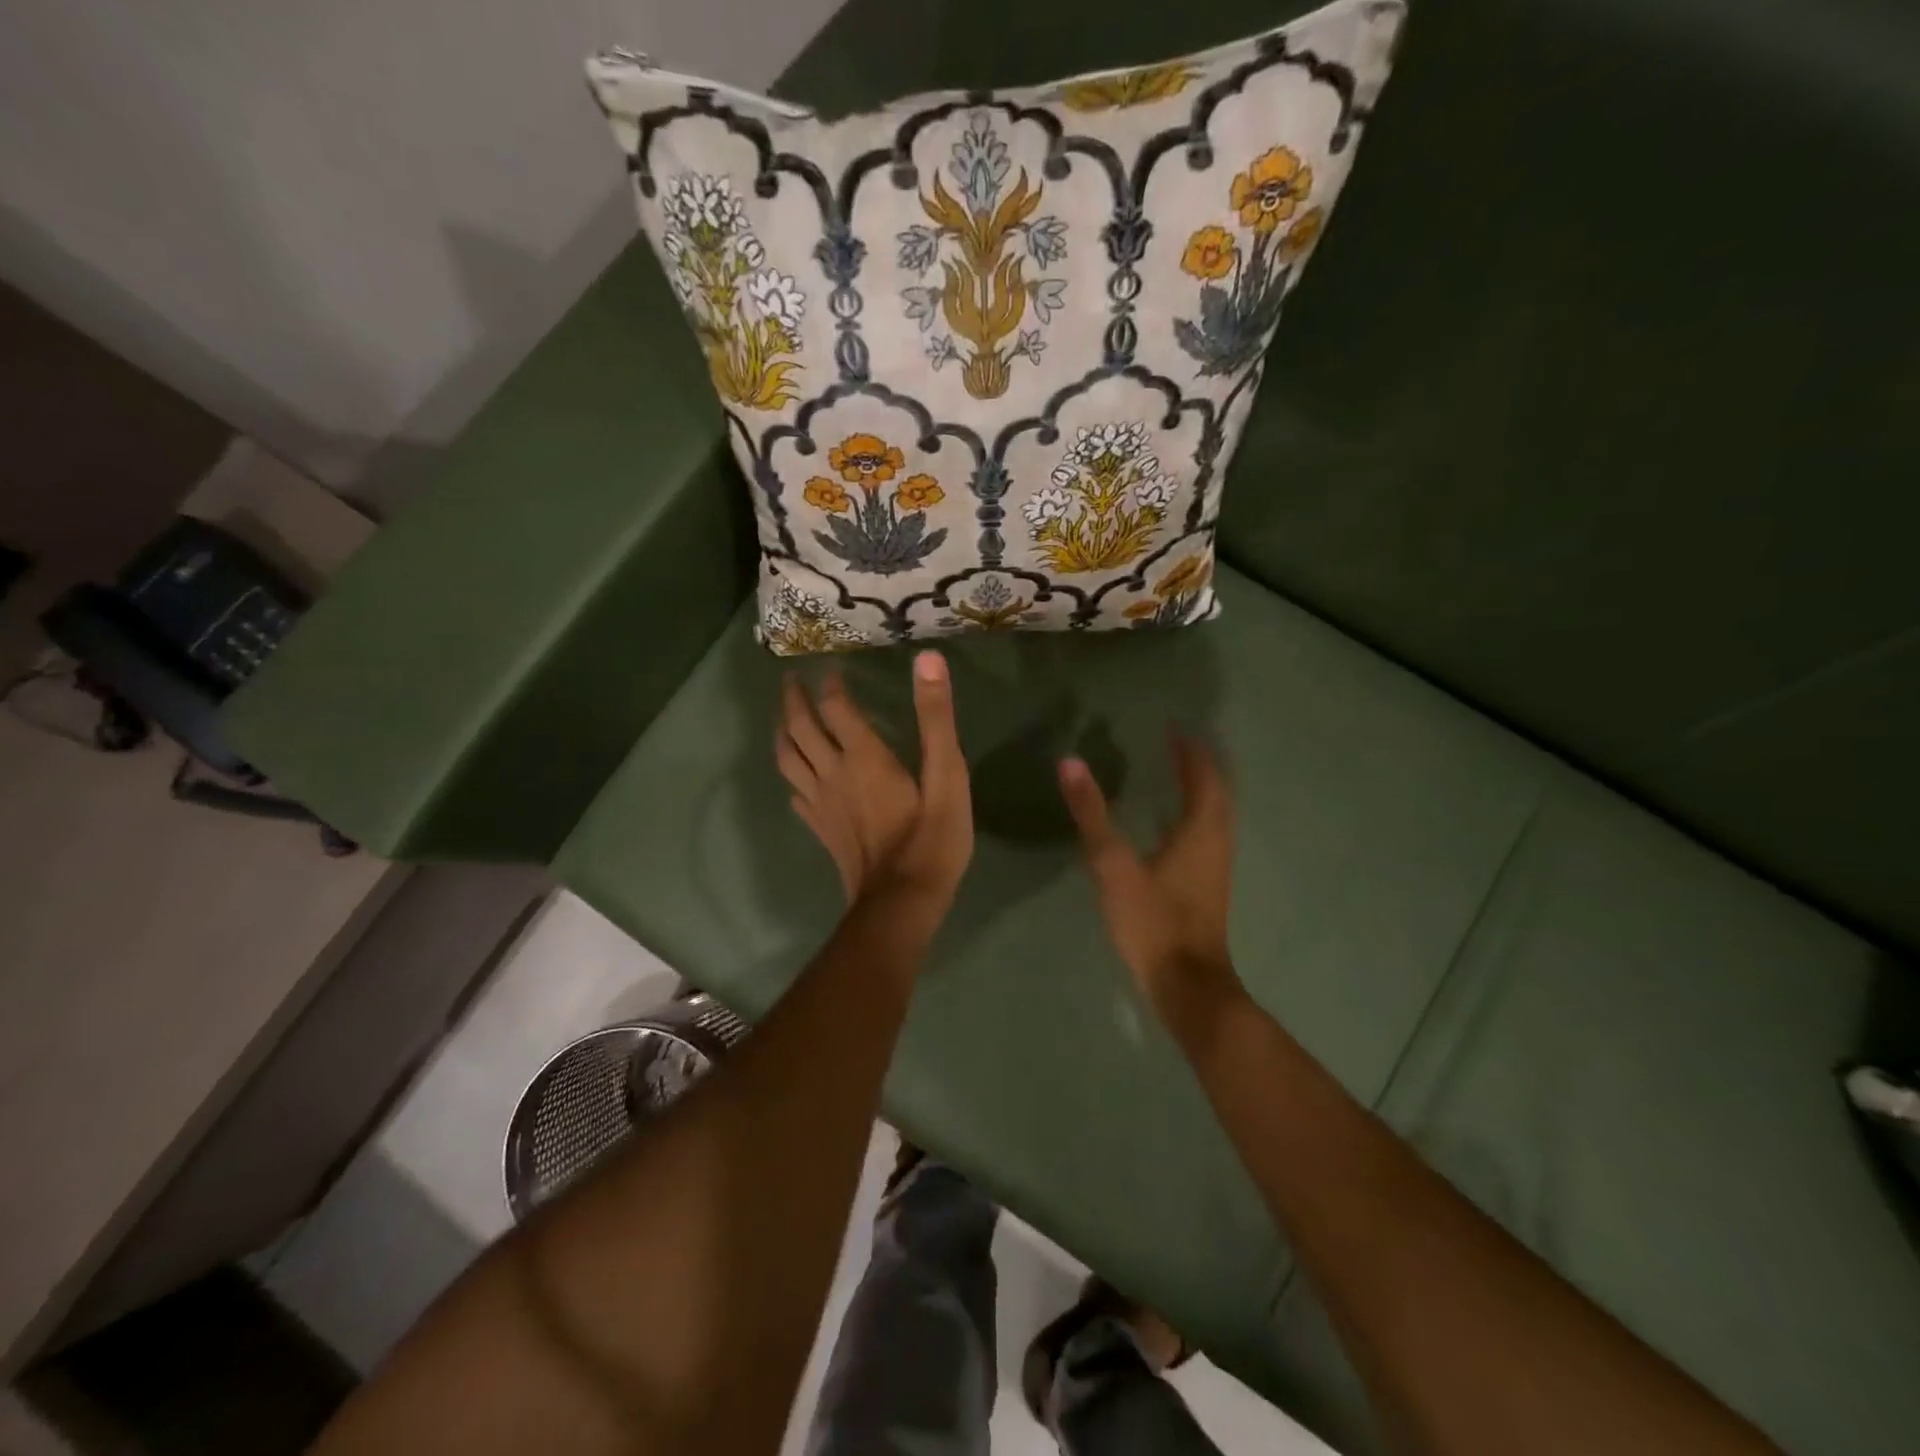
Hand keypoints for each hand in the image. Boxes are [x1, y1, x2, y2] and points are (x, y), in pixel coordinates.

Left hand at [776, 650, 972, 907]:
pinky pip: (795, 793)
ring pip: (788, 759)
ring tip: (785, 718)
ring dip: (783, 732)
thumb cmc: (931, 839)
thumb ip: (936, 718)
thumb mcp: (947, 776)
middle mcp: (833, 773)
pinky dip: (792, 774)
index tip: (830, 666)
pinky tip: (799, 776)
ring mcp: (821, 804)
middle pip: (800, 728)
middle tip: (791, 679)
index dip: (831, 683)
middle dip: (794, 700)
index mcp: (863, 757)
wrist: (901, 902)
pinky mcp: (821, 829)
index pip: (836, 707)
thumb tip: (928, 660)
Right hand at [1058, 736, 1244, 1030]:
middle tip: (1174, 745)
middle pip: (1216, 792)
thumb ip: (1092, 814)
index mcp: (1201, 829)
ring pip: (1214, 815)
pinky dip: (1192, 815)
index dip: (1191, 750)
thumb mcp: (1114, 865)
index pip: (1204, 775)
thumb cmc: (1153, 920)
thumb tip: (1071, 763)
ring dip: (1198, 789)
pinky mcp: (1207, 886)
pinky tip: (1167, 824)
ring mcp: (1215, 866)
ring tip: (1173, 773)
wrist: (1186, 984)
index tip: (1175, 728)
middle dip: (1198, 765)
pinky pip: (1205, 834)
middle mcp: (1216, 841)